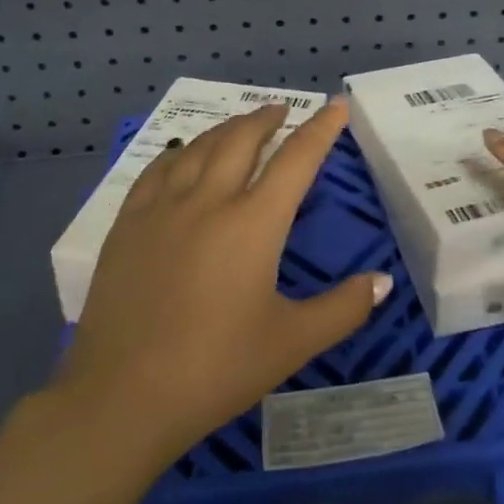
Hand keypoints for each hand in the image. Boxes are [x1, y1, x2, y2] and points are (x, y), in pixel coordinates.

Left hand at [59, 96, 389, 466]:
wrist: (121, 398)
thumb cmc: (214, 370)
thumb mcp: (290, 343)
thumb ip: (343, 309)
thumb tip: (382, 281)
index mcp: (254, 223)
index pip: (297, 159)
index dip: (321, 129)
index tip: (336, 105)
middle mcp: (209, 200)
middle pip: (243, 139)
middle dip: (267, 118)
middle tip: (282, 111)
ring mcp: (162, 208)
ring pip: (200, 147)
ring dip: (227, 129)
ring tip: (241, 125)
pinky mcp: (127, 224)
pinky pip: (157, 169)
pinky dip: (179, 152)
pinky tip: (182, 154)